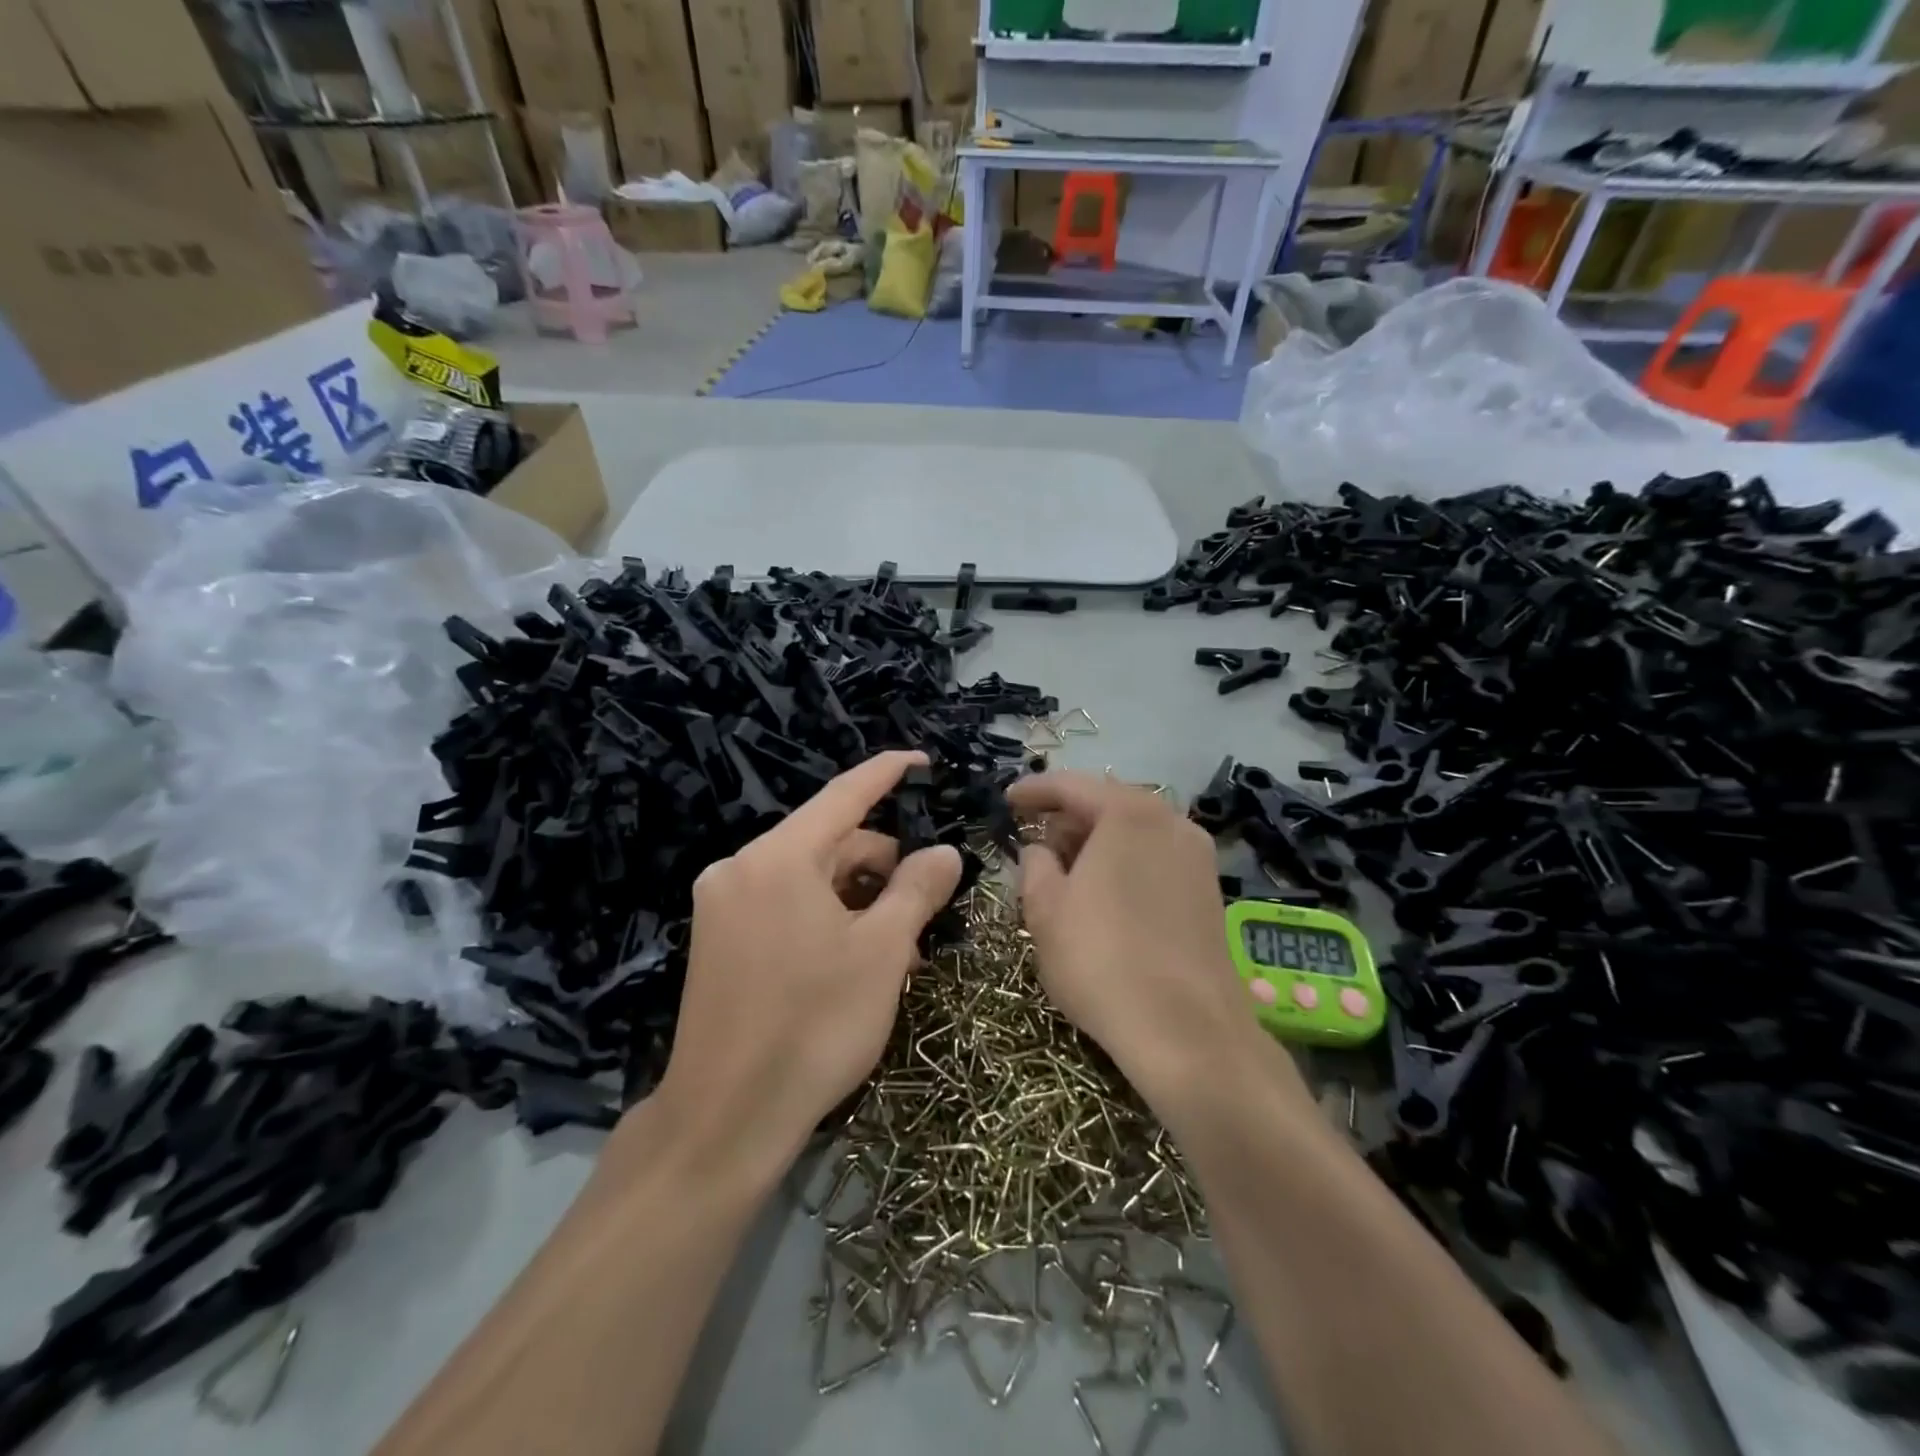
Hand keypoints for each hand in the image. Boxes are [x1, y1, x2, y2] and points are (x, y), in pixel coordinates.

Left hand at [648, 752, 961, 1180]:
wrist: (724, 1121)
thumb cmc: (814, 1028)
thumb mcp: (882, 953)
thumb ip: (918, 889)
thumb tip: (945, 851)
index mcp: (779, 858)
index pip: (844, 795)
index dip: (885, 773)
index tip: (919, 760)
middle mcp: (741, 867)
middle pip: (829, 843)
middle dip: (881, 867)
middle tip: (922, 916)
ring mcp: (723, 905)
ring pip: (810, 878)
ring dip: (858, 900)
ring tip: (895, 951)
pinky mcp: (717, 939)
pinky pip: (785, 905)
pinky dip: (825, 918)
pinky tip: (853, 961)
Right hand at [1010, 772, 1298, 1105]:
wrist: (1187, 1031)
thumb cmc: (1101, 960)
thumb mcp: (1045, 909)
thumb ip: (1034, 865)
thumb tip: (1040, 851)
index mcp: (1129, 814)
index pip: (1072, 786)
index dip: (1034, 791)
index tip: (1007, 800)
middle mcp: (1171, 822)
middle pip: (1108, 805)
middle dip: (1067, 820)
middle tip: (1034, 843)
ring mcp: (1198, 857)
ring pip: (1134, 834)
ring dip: (1096, 844)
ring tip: (1065, 873)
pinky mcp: (1209, 893)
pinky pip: (1155, 859)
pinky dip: (1124, 864)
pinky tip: (1103, 896)